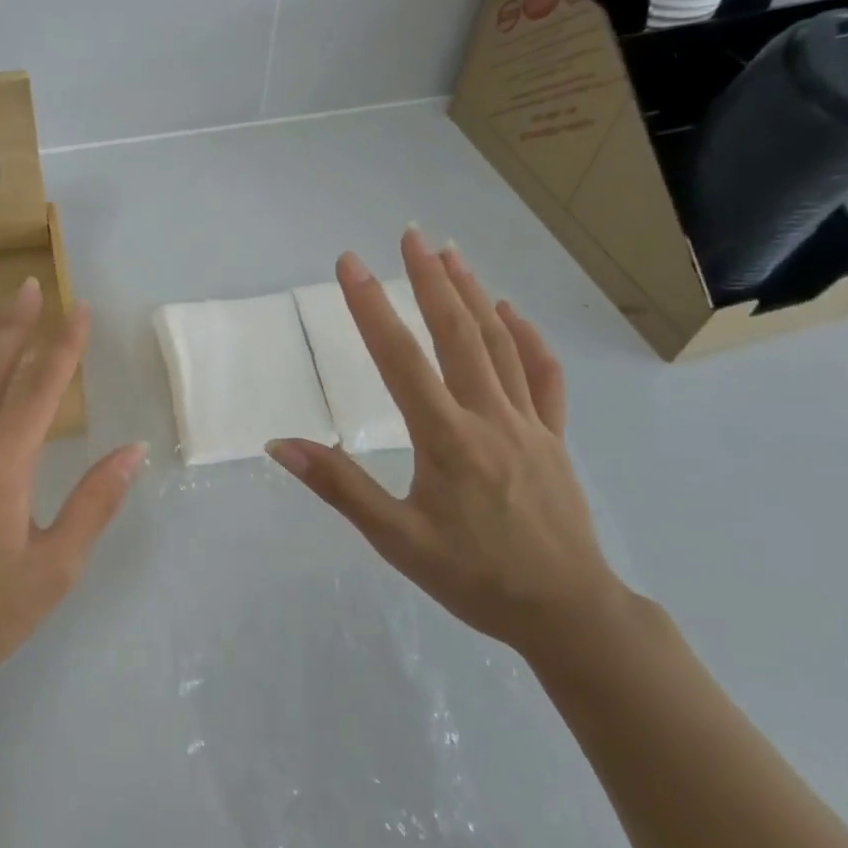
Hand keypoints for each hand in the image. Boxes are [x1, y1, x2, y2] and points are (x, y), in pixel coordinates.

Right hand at [267, 229, 625, 661]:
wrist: (567, 612)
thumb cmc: (474, 578)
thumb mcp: (396, 540)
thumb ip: (340, 487)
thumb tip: (281, 445)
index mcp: (446, 439)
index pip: (400, 358)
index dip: (371, 307)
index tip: (350, 264)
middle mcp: (489, 417)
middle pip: (457, 334)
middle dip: (430, 279)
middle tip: (409, 235)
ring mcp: (528, 424)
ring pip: (500, 345)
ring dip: (473, 295)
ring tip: (450, 254)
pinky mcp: (553, 438)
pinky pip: (544, 376)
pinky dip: (527, 338)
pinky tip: (511, 312)